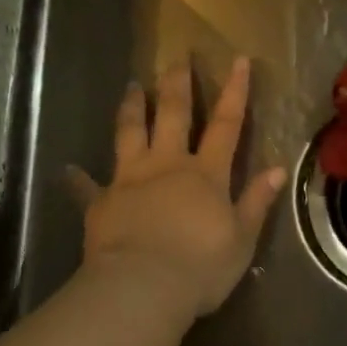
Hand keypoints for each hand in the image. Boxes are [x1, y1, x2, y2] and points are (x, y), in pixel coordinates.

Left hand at [74, 57, 287, 328]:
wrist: (142, 288)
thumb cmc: (200, 267)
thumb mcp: (241, 238)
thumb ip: (256, 201)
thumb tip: (278, 168)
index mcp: (205, 174)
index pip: (226, 124)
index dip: (235, 91)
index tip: (239, 60)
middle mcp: (167, 166)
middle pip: (173, 115)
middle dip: (177, 84)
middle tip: (176, 58)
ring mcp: (130, 180)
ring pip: (130, 134)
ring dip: (131, 108)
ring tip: (131, 86)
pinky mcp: (101, 203)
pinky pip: (87, 187)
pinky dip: (78, 179)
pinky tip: (68, 169)